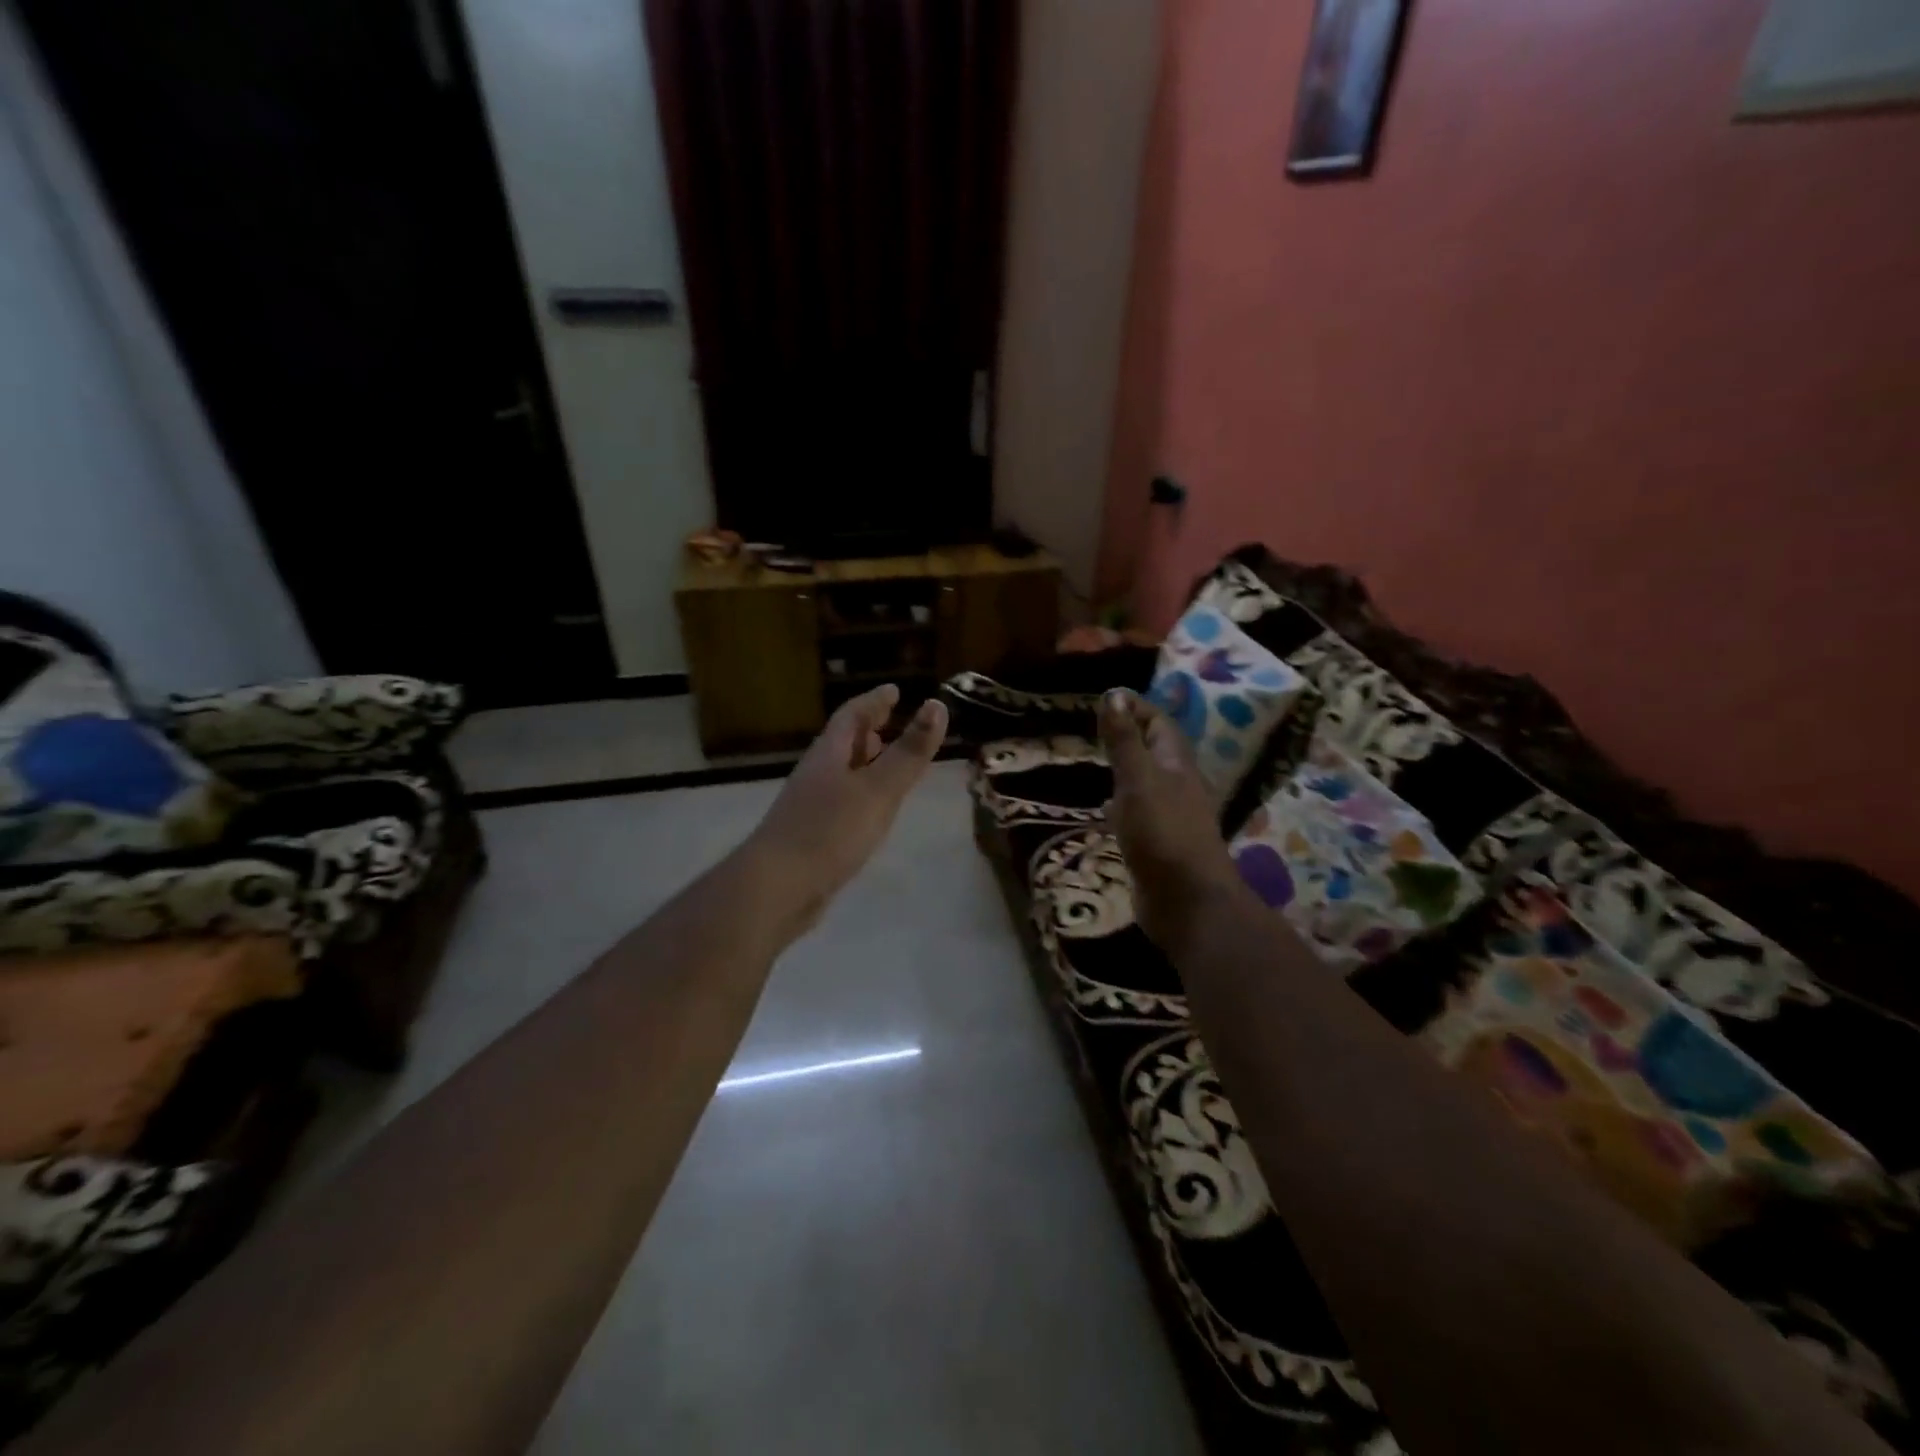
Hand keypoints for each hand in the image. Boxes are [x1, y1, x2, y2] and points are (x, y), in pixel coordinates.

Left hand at [746, 684, 948, 931]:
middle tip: (892, 719)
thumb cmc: (829, 831)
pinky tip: (871, 810)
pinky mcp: (812, 836)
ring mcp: (810, 806)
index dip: (874, 701)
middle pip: (843, 742)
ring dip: (865, 761)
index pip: (852, 716)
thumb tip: (937, 705)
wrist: (776, 888)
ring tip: (887, 760)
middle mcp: (817, 774)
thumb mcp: (878, 789)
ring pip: (842, 773)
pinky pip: (841, 801)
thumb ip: (909, 752)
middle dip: (868, 729)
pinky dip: (860, 794)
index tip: (894, 690)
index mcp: (829, 755)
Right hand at [1099, 689, 1245, 954]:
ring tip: (1099, 762)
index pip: (1159, 723)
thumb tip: (1114, 694)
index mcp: (1176, 764)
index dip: (1137, 707)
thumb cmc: (1162, 833)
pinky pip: (1140, 813)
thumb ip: (1124, 741)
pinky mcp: (1159, 843)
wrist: (1187, 901)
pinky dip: (1123, 804)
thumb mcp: (1137, 781)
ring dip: (1127, 769)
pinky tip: (1106, 811)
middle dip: (1132, 735)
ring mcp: (1170, 816)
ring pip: (1148, 782)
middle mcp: (1177, 785)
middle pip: (1156, 751)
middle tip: (1099, 727)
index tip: (1107, 698)